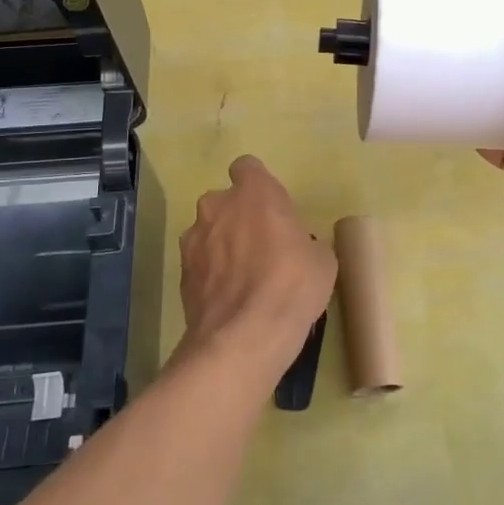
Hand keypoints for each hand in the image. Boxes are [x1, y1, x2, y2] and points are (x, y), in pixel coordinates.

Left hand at [177, 155, 337, 384]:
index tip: (271, 209)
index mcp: (255, 192)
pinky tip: (229, 300)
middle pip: (225, 201)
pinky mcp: (181, 272)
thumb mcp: (322, 260)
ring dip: (222, 246)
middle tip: (262, 247)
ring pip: (208, 232)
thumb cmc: (292, 285)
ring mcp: (193, 239)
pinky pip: (200, 263)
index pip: (248, 168)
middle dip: (238, 218)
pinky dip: (210, 274)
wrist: (244, 336)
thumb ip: (305, 242)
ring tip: (243, 279)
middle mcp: (217, 205)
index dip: (258, 186)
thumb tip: (297, 249)